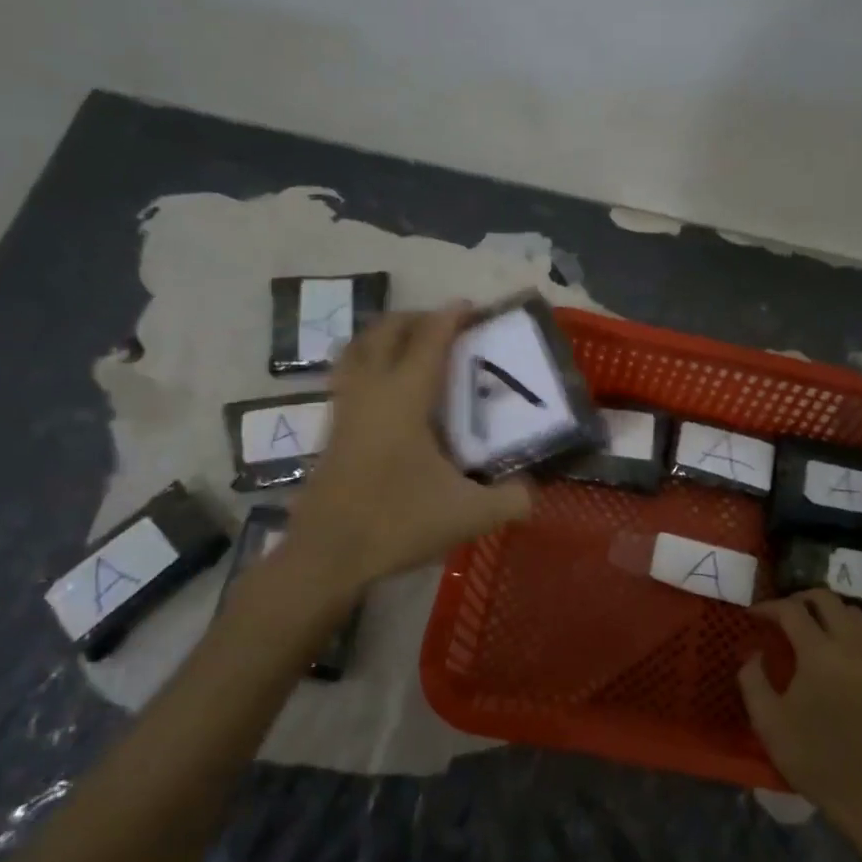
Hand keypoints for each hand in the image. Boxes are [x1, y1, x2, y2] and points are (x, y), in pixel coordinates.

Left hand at [252, 305, 531, 601]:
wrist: (327, 555)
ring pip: (358, 348)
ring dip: (386, 336)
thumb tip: (534, 490)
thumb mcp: (469, 515)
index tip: (472, 306)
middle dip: (416, 317)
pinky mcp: (332, 429)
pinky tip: (388, 391)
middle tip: (446, 326)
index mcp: (405, 397)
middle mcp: (371, 390)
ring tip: (413, 347)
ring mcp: (345, 408)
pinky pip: (348, 374)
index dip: (451, 317)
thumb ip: (511, 499)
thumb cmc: (397, 522)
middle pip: (386, 330)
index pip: (429, 339)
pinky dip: (369, 362)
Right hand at [738, 590, 861, 836]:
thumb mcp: (768, 721)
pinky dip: (841, 626)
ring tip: (803, 625)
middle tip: (778, 613)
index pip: (792, 610)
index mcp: (818, 652)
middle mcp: (847, 645)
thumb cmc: (813, 755)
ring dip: (824, 609)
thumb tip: (754, 653)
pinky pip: (860, 633)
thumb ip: (753, 679)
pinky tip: (825, 648)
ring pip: (849, 611)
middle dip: (798, 598)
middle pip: (826, 599)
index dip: (768, 607)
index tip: (751, 615)